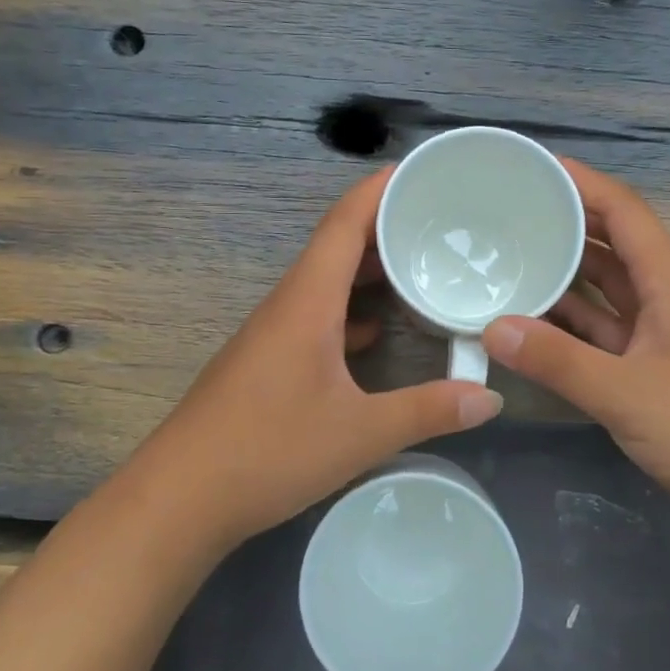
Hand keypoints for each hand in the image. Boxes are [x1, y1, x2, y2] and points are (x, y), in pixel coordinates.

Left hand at [122, 167, 503, 551]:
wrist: (180, 499)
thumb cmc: (268, 452)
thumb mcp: (360, 434)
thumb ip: (428, 411)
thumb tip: (489, 397)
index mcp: (307, 302)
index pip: (344, 224)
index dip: (379, 190)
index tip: (420, 171)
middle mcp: (288, 306)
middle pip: (337, 247)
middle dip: (385, 227)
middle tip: (438, 222)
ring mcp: (272, 335)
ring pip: (326, 284)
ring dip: (368, 272)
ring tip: (418, 269)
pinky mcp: (267, 364)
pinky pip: (316, 318)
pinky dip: (350, 313)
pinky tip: (377, 334)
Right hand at [482, 159, 669, 524]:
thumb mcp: (626, 393)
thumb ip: (558, 361)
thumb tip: (492, 327)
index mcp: (669, 282)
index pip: (623, 211)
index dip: (583, 183)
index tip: (532, 167)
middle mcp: (661, 296)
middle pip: (609, 242)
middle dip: (564, 221)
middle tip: (505, 210)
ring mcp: (653, 332)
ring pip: (601, 287)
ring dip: (561, 271)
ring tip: (506, 256)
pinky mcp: (643, 365)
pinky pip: (596, 327)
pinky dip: (564, 320)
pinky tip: (527, 319)